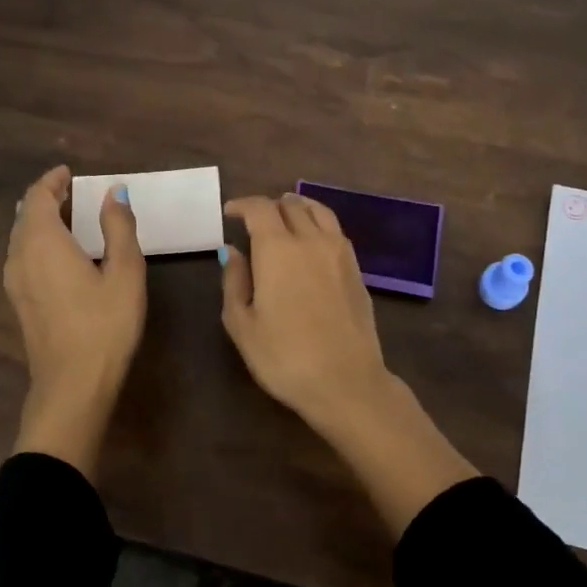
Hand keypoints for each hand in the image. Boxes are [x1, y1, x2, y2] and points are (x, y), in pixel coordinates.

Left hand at [3, 165, 145, 474]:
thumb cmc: (105, 325)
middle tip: (73, 192)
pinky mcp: (19, 303)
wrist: (73, 384)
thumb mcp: (125, 272)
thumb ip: (118, 227)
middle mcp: (19, 256)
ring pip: (21, 238)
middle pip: (26, 215)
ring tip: (69, 218)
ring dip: (41, 221)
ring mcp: (14, 282)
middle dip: (46, 198)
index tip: (70, 172)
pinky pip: (23, 257)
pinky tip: (61, 254)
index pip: (38, 197)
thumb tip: (114, 192)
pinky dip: (39, 242)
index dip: (52, 180)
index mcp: (42, 242)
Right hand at [218, 194, 392, 431]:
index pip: (260, 208)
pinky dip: (318, 224)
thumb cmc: (284, 357)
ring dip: (297, 208)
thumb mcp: (242, 324)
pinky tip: (311, 242)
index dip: (242, 205)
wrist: (346, 381)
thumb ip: (234, 281)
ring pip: (318, 211)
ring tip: (285, 219)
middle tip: (254, 221)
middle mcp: (311, 240)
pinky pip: (335, 230)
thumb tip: (231, 251)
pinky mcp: (357, 269)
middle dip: (269, 206)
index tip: (229, 213)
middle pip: (290, 205)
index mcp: (278, 249)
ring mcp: (340, 252)